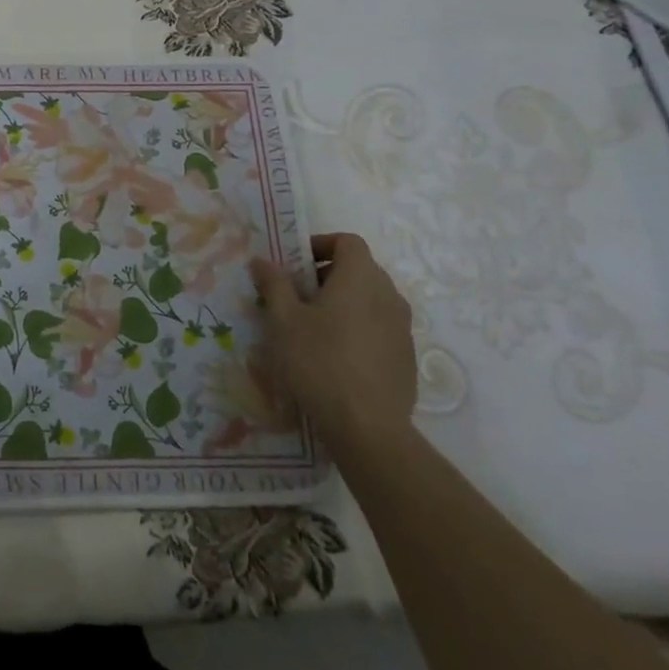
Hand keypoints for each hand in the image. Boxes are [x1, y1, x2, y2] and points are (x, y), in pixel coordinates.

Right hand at [250, 232, 416, 448]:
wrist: (368, 428)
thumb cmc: (320, 362)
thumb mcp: (283, 320)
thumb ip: (273, 284)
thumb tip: (262, 260)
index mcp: (360, 278)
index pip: (348, 241)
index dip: (321, 244)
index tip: (295, 265)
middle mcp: (388, 295)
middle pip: (360, 269)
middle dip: (327, 275)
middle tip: (297, 297)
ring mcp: (402, 328)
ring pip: (371, 300)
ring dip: (344, 302)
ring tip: (314, 328)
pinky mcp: (406, 357)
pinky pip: (380, 327)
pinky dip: (358, 328)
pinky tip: (337, 357)